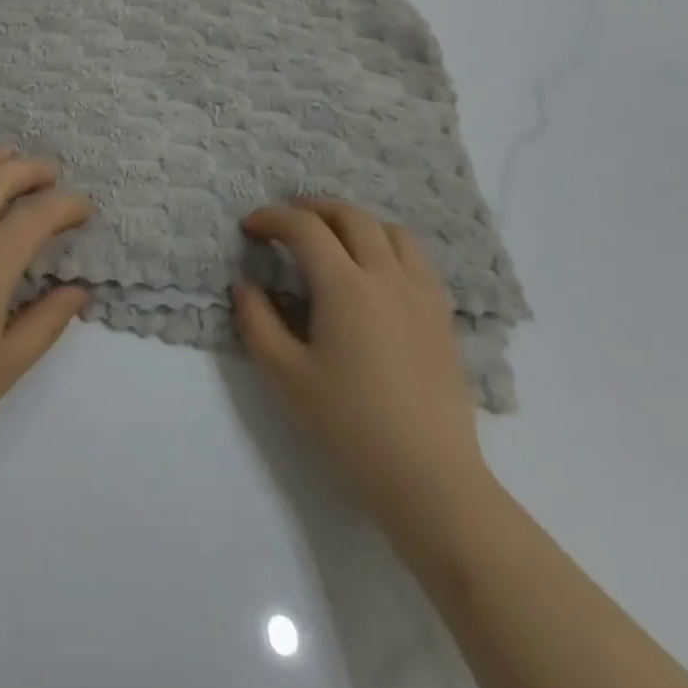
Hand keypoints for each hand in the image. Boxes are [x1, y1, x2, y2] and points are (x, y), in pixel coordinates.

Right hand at [233, 199, 494, 537]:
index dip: (272, 218)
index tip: (250, 227)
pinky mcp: (442, 316)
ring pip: (391, 230)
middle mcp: (387, 276)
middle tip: (286, 222)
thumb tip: (246, 285)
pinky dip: (388, 245)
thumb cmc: (350, 426)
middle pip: (350, 216)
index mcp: (345, 286)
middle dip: (312, 208)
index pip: (305, 227)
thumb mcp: (286, 376)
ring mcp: (421, 294)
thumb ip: (257, 322)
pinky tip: (375, 271)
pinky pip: (417, 259)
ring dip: (355, 222)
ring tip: (333, 238)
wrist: (429, 478)